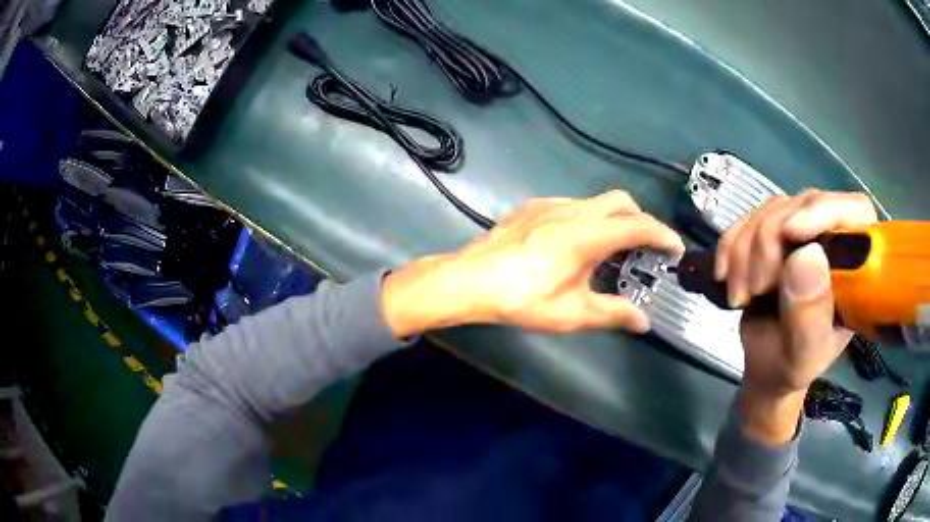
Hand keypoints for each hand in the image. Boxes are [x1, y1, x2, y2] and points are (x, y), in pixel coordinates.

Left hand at [381, 191, 684, 337]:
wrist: (469, 280)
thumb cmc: (521, 299)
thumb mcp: (571, 313)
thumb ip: (612, 314)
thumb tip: (642, 322)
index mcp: (588, 235)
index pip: (639, 226)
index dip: (663, 235)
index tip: (675, 248)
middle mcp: (573, 211)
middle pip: (621, 202)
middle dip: (640, 220)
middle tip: (644, 248)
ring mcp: (550, 204)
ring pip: (596, 201)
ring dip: (613, 218)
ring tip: (612, 248)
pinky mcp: (532, 206)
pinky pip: (572, 204)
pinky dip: (588, 217)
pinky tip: (575, 242)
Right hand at [715, 191, 877, 443]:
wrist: (765, 366)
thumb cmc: (791, 366)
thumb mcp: (803, 355)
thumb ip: (810, 314)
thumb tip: (808, 255)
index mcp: (855, 268)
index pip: (856, 211)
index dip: (826, 210)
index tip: (790, 233)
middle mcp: (834, 239)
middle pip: (806, 204)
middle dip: (771, 241)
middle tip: (757, 288)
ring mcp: (804, 232)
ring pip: (774, 208)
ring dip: (746, 249)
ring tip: (741, 295)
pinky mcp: (776, 232)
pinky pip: (749, 217)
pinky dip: (731, 244)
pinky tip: (726, 275)